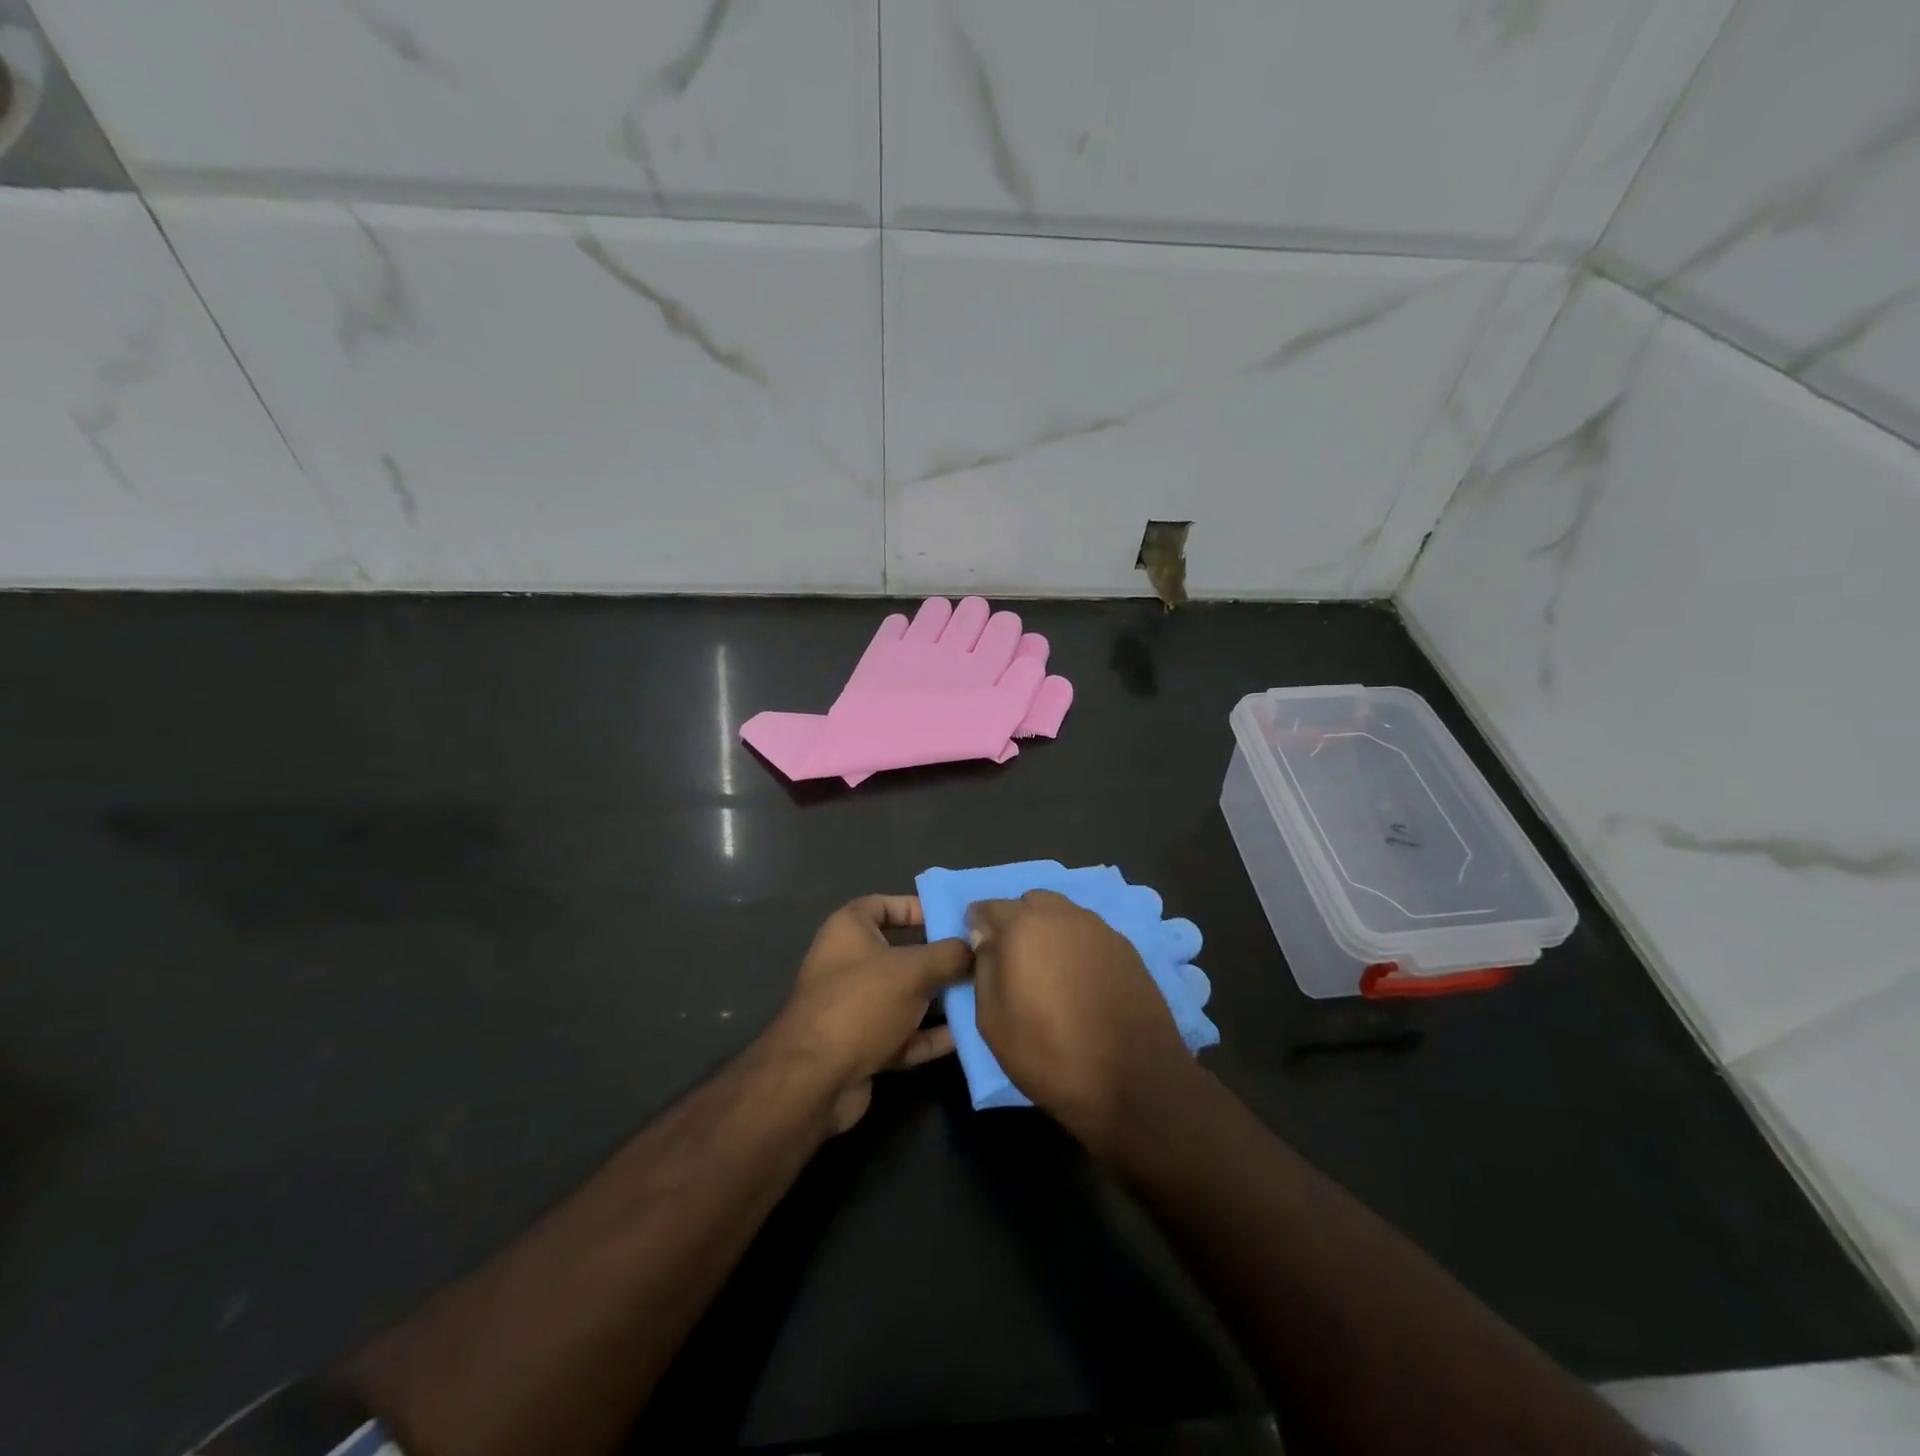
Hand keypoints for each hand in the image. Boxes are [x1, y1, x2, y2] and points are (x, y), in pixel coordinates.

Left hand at [770, 895, 971, 1132]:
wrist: (815, 1080)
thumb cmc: (862, 1002)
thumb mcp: (913, 969)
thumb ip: (949, 954)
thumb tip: (975, 948)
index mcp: (849, 929)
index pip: (885, 905)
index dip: (918, 908)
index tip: (953, 918)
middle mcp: (848, 963)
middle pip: (901, 952)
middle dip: (939, 957)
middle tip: (979, 958)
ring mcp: (854, 1007)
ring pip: (905, 995)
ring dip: (939, 998)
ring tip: (981, 995)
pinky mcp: (862, 1045)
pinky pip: (903, 1033)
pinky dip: (930, 1034)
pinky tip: (965, 1035)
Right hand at [967, 890, 1192, 1152]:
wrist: (1136, 1079)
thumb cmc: (1051, 1055)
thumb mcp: (993, 1022)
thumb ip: (984, 969)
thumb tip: (985, 939)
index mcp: (1023, 927)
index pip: (988, 907)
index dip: (978, 926)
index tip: (979, 951)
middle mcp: (1062, 915)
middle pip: (1029, 903)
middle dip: (1016, 923)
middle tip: (1015, 962)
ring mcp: (1099, 928)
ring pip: (1063, 914)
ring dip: (1049, 931)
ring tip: (1050, 971)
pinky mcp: (1126, 947)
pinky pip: (1089, 932)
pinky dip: (1077, 945)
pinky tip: (1081, 979)